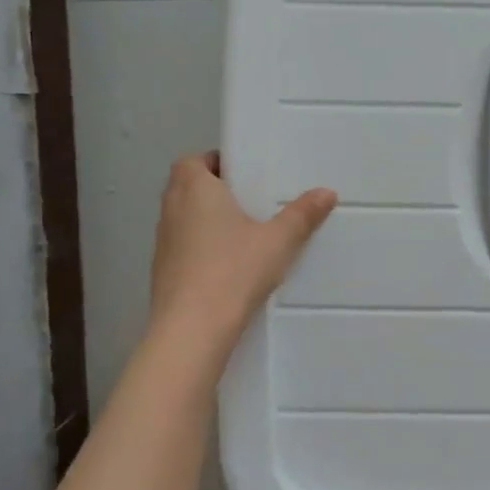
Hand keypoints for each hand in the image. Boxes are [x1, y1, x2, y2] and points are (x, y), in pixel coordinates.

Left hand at [149, 152, 337, 349]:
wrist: (192, 329)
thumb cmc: (234, 270)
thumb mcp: (278, 241)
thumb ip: (302, 215)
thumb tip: (327, 192)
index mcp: (194, 188)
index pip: (194, 161)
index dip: (216, 163)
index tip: (244, 176)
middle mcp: (172, 208)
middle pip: (188, 188)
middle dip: (215, 191)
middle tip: (250, 203)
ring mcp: (162, 242)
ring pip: (184, 219)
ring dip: (206, 221)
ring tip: (243, 235)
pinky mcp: (162, 272)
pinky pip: (183, 248)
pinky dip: (200, 249)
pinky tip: (228, 267)